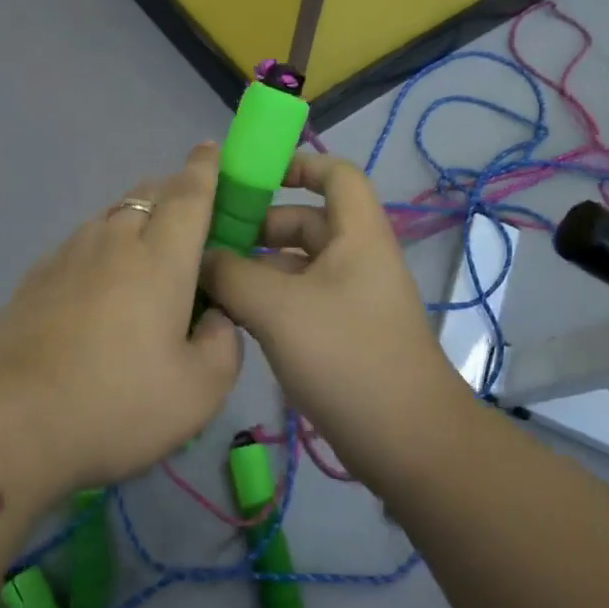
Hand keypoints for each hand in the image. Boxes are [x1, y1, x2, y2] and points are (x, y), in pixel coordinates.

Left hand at [0, 143, 243, 493]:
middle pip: (148, 194)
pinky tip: (100, 281)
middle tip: (193, 215)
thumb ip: (222, 346)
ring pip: (112, 215)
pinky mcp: (35, 277)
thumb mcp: (197, 393)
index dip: (205, 168)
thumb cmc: (113, 402)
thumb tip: (216, 318)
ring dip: (138, 217)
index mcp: (160, 258)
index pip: (189, 194)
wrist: (1, 420)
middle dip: (175, 190)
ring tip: (148, 250)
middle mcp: (114, 241)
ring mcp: (68, 255)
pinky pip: (82, 242)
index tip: (211, 148)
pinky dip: (103, 245)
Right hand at [199, 152, 470, 478]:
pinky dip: (269, 299)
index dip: (299, 164)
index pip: (337, 174)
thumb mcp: (278, 309)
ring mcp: (352, 298)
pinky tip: (233, 316)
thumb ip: (232, 275)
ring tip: (210, 280)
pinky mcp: (345, 334)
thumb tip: (201, 257)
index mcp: (358, 235)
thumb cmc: (347, 356)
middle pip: (307, 221)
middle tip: (209, 240)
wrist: (407, 443)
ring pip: (299, 265)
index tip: (253, 177)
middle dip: (260, 226)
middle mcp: (358, 258)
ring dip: (258, 267)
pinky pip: (301, 299)